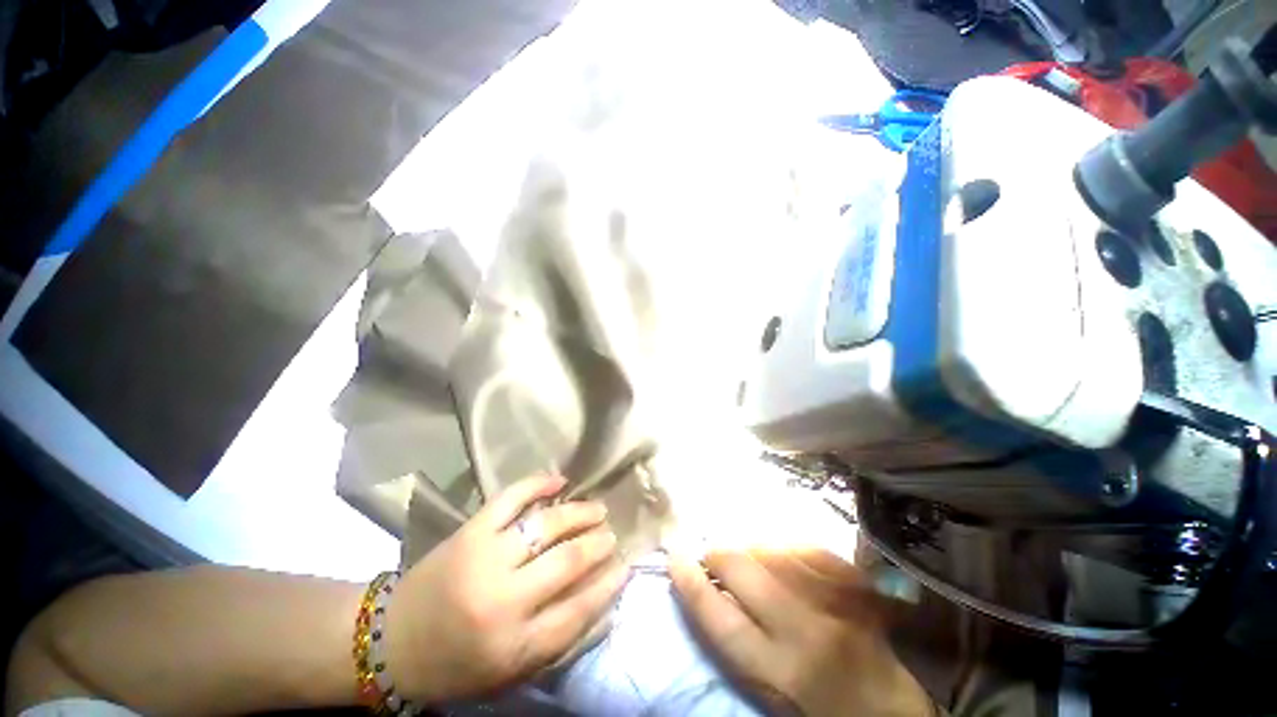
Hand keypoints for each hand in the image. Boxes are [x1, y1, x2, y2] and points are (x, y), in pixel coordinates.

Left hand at [385, 475, 626, 703]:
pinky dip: (538, 483)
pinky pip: (512, 498)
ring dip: (579, 513)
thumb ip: (559, 639)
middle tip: (611, 535)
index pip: (578, 609)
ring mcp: (485, 558)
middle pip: (567, 562)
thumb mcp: (511, 670)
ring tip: (597, 509)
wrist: (391, 641)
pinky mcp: (471, 531)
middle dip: (598, 544)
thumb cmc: (456, 663)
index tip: (625, 566)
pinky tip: (560, 480)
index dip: (608, 585)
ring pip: (546, 525)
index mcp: (514, 645)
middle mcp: (503, 600)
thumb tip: (605, 603)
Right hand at [671, 549, 932, 716]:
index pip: (716, 615)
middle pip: (740, 568)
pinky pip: (803, 546)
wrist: (889, 709)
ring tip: (751, 562)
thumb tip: (707, 589)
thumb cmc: (817, 709)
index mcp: (778, 669)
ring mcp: (834, 599)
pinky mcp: (854, 581)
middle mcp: (804, 629)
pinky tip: (783, 559)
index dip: (688, 580)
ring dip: (749, 551)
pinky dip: (783, 548)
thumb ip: (735, 641)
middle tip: (712, 558)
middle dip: (717, 554)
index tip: (674, 556)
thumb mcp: (767, 689)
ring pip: (770, 549)